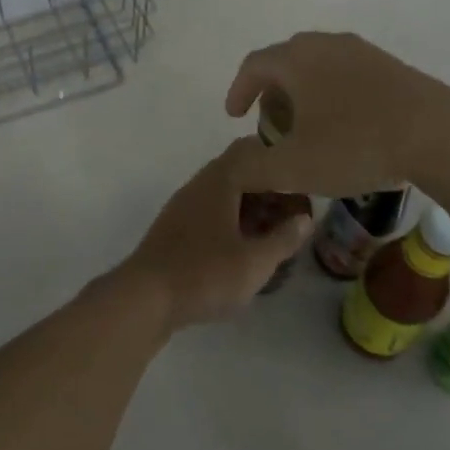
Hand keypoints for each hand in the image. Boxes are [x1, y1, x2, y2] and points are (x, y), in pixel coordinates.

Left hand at [116, 138, 314, 331]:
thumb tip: (305, 219)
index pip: (253, 150)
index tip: (304, 179)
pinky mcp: (175, 230)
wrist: (144, 298)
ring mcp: (184, 207)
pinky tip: (245, 248)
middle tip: (296, 213)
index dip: (281, 161)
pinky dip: (234, 222)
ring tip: (275, 233)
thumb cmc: (204, 274)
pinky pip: (212, 214)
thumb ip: (283, 238)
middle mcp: (200, 185)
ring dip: (252, 208)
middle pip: (240, 172)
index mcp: (219, 180)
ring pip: (225, 195)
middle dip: (269, 189)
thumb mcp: (254, 262)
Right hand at [224, 31, 449, 195]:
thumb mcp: (293, 167)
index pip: (254, 65)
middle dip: (272, 91)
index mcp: (297, 59)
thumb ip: (254, 168)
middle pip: (287, 61)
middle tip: (271, 123)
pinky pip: (348, 74)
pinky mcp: (392, 66)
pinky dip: (333, 94)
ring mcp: (364, 52)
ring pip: (320, 66)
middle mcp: (327, 45)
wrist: (438, 135)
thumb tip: (236, 167)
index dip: (238, 90)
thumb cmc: (355, 145)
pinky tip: (346, 126)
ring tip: (307, 126)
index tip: (234, 116)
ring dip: (304, 92)